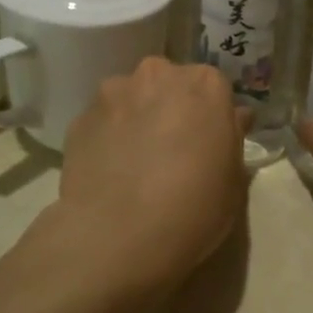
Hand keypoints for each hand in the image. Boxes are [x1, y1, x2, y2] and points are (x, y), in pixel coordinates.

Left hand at [44, 58, 250, 293]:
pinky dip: (109, 138)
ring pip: (132, 98)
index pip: (215, 87)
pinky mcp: (79, 119)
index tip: (210, 140)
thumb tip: (233, 118)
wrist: (118, 236)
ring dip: (137, 118)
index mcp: (205, 85)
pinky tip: (111, 172)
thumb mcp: (234, 179)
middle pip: (169, 83)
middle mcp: (158, 75)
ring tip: (137, 161)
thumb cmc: (194, 207)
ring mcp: (114, 94)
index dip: (212, 114)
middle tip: (174, 148)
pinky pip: (103, 122)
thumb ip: (232, 137)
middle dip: (172, 107)